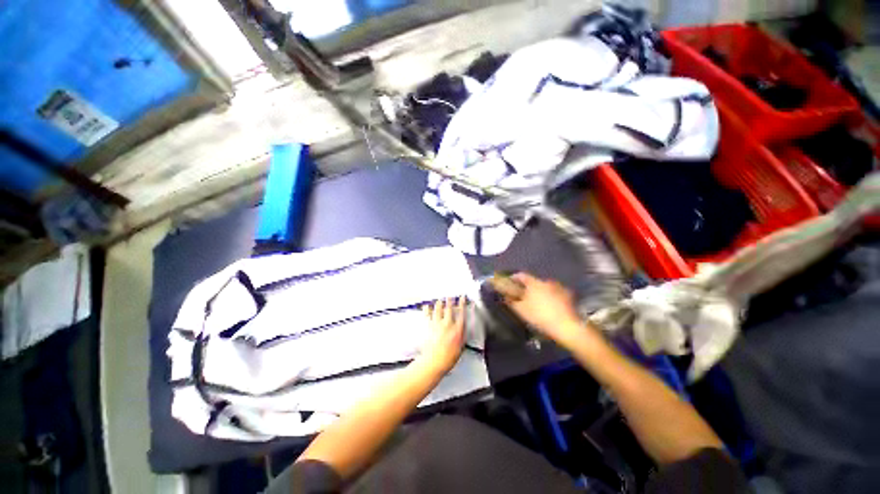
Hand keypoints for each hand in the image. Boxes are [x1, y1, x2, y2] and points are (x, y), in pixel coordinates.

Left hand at [418, 297, 466, 373]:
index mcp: (457, 329)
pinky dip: (427, 309)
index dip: (462, 303)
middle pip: (449, 308)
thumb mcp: (461, 347)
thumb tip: (462, 329)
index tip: (462, 298)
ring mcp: (437, 324)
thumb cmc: (448, 358)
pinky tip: (426, 306)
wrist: (434, 362)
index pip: (461, 312)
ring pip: (438, 309)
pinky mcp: (428, 326)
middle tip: (450, 296)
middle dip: (450, 300)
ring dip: (439, 303)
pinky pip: (427, 314)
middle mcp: (447, 324)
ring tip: (440, 299)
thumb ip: (462, 335)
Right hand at [504, 273, 593, 347]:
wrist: (567, 327)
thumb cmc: (540, 316)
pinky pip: (554, 293)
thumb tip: (504, 296)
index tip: (509, 281)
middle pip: (533, 281)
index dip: (514, 277)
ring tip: (536, 301)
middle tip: (522, 294)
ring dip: (539, 291)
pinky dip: (549, 297)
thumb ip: (511, 301)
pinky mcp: (568, 296)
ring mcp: (559, 288)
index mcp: (534, 283)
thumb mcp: (521, 310)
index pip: (521, 275)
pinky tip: (548, 305)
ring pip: (545, 287)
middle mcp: (546, 281)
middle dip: (527, 286)